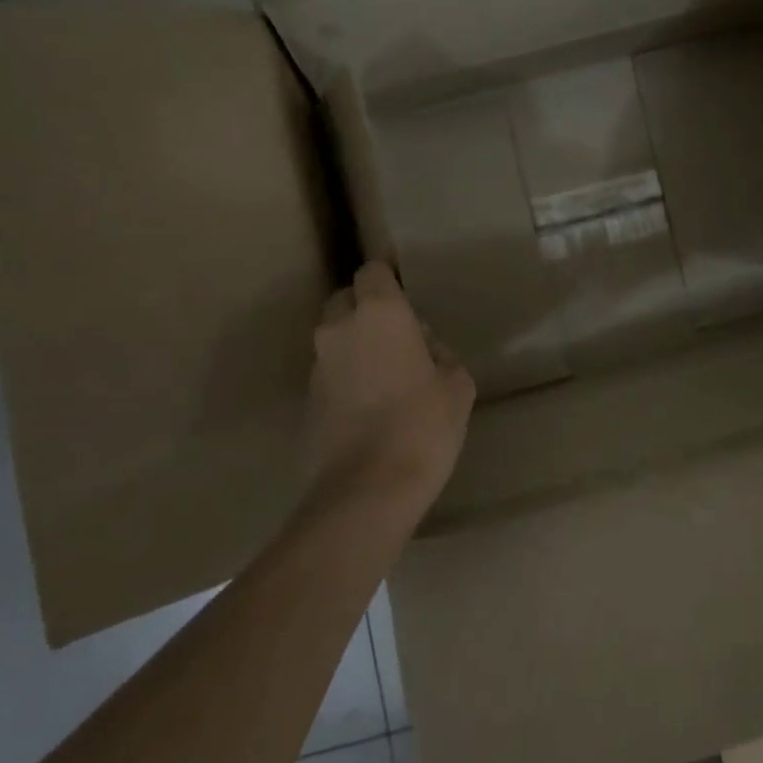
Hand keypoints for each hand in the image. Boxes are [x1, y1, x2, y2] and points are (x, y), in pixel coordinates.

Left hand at [305, 262, 476, 507]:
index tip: (406, 299)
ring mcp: (317, 364)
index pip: (373, 271)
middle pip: (346, 300)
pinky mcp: (305, 399)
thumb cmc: (423, 426)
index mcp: (380, 313)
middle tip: (397, 337)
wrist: (366, 491)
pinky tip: (368, 405)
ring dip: (354, 345)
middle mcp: (340, 328)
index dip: (388, 281)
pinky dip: (345, 377)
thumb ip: (441, 354)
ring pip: (335, 338)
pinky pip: (328, 372)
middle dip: (366, 309)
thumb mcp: (457, 386)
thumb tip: (425, 347)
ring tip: (384, 375)